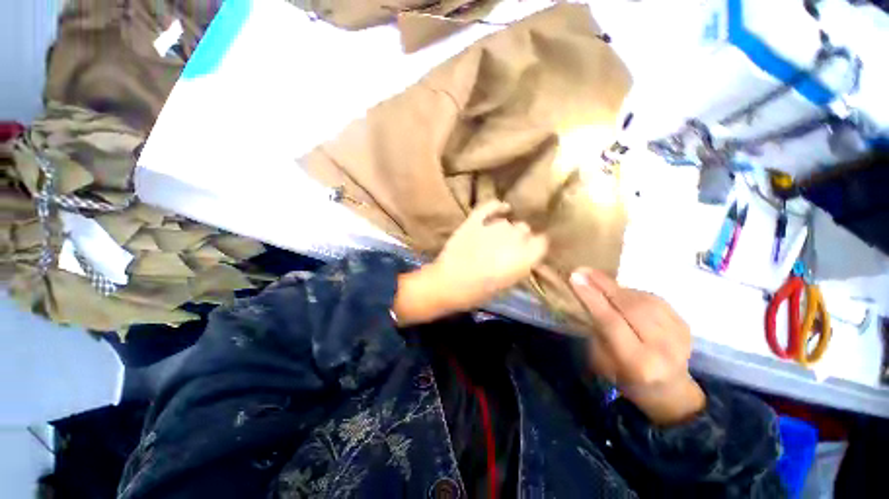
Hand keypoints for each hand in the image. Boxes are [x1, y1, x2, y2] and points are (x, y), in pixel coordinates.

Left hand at [393, 201, 547, 325]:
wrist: (445, 285)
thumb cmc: (476, 293)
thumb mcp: (504, 286)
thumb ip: (519, 268)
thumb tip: (525, 255)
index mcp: (520, 261)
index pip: (541, 243)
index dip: (537, 245)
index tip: (532, 249)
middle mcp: (510, 241)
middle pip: (524, 229)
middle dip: (520, 237)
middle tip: (510, 247)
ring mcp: (490, 229)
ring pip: (507, 222)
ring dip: (506, 229)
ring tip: (498, 237)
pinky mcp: (473, 222)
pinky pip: (489, 206)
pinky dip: (496, 205)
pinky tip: (502, 207)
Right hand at [570, 268, 704, 425]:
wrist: (669, 389)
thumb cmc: (625, 377)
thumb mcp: (602, 362)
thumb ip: (596, 329)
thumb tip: (585, 296)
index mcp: (639, 363)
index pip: (612, 322)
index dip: (592, 297)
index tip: (575, 277)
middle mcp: (663, 348)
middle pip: (631, 307)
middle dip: (603, 285)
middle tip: (582, 270)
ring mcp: (679, 335)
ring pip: (643, 299)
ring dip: (616, 287)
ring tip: (597, 280)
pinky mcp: (686, 324)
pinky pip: (654, 298)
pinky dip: (632, 292)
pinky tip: (620, 292)